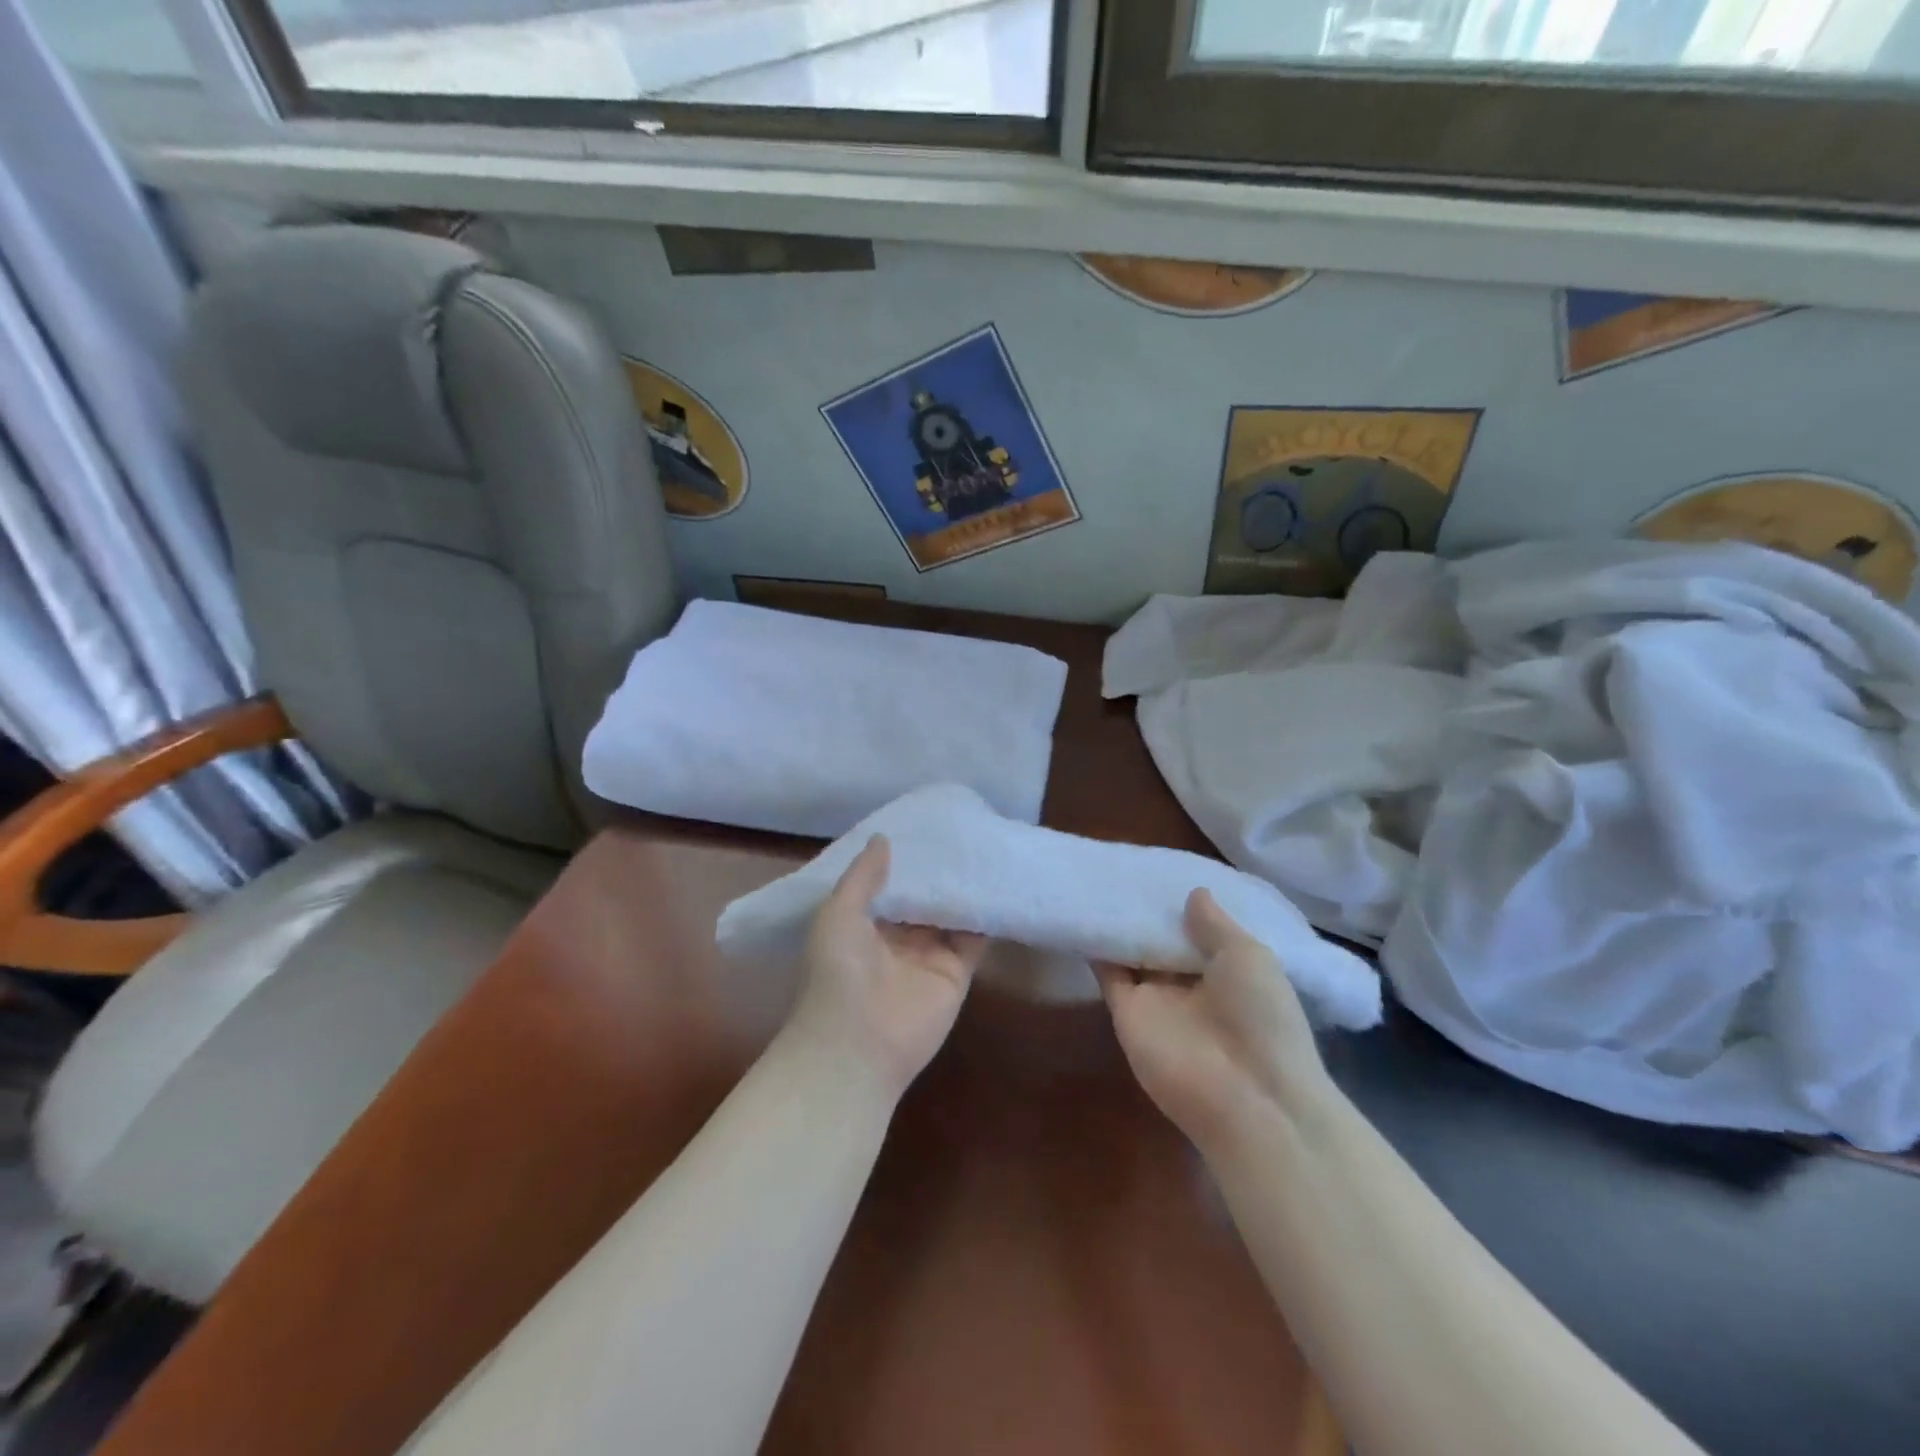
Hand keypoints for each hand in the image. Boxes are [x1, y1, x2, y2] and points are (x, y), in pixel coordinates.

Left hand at [788, 836, 987, 1102]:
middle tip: (960, 829)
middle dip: (937, 872)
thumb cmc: (837, 971)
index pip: (888, 886)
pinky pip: (974, 938)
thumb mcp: (838, 913)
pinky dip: (984, 915)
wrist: (857, 1044)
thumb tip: (883, 838)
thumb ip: (862, 876)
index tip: (922, 828)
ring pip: (950, 914)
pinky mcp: (957, 973)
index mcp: (863, 925)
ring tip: (983, 847)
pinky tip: (997, 883)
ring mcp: (928, 956)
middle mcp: (897, 939)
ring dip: (963, 889)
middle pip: (922, 899)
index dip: (903, 861)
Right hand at [1096, 889, 1330, 1147]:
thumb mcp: (1249, 957)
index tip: (1161, 869)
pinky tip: (1085, 910)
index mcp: (1227, 970)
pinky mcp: (1126, 1012)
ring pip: (1132, 953)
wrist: (1247, 1097)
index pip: (1198, 931)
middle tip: (1122, 864)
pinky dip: (1096, 947)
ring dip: (1118, 925)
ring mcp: (1156, 999)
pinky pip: (1108, 973)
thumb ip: (1216, 925)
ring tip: (1098, 878)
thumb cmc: (1262, 1019)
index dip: (1182, 905)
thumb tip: (1195, 892)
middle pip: (1162, 940)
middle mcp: (1190, 983)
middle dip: (1147, 910)